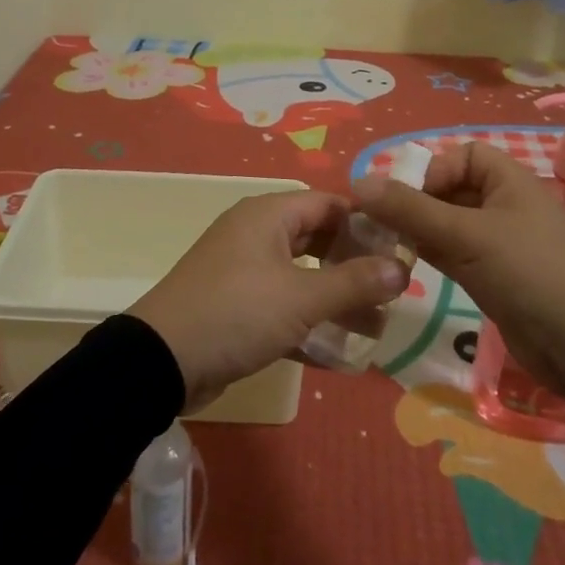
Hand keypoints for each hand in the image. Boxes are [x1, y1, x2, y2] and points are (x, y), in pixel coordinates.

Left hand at [129, 191, 411, 413]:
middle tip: (393, 292)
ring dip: (337, 302)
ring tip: (377, 330)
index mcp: (269, 216)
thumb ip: (354, 282)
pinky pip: (283, 308)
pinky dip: (309, 325)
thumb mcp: (302, 297)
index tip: (402, 249)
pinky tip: (341, 356)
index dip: (366, 223)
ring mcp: (244, 272)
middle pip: (318, 241)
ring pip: (303, 278)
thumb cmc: (237, 312)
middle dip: (355, 267)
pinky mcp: (237, 308)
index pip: (328, 204)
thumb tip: (403, 268)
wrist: (162, 361)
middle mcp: (257, 235)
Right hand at [353, 143, 564, 396]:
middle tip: (380, 223)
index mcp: (510, 182)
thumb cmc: (528, 273)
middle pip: (450, 189)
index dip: (433, 170)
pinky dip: (428, 253)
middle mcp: (504, 206)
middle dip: (415, 202)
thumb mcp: (466, 236)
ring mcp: (498, 244)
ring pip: (446, 224)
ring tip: (382, 243)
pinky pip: (452, 253)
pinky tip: (401, 263)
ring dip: (416, 230)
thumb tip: (359, 182)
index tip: (409, 198)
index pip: (463, 156)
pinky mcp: (491, 276)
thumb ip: (410, 209)